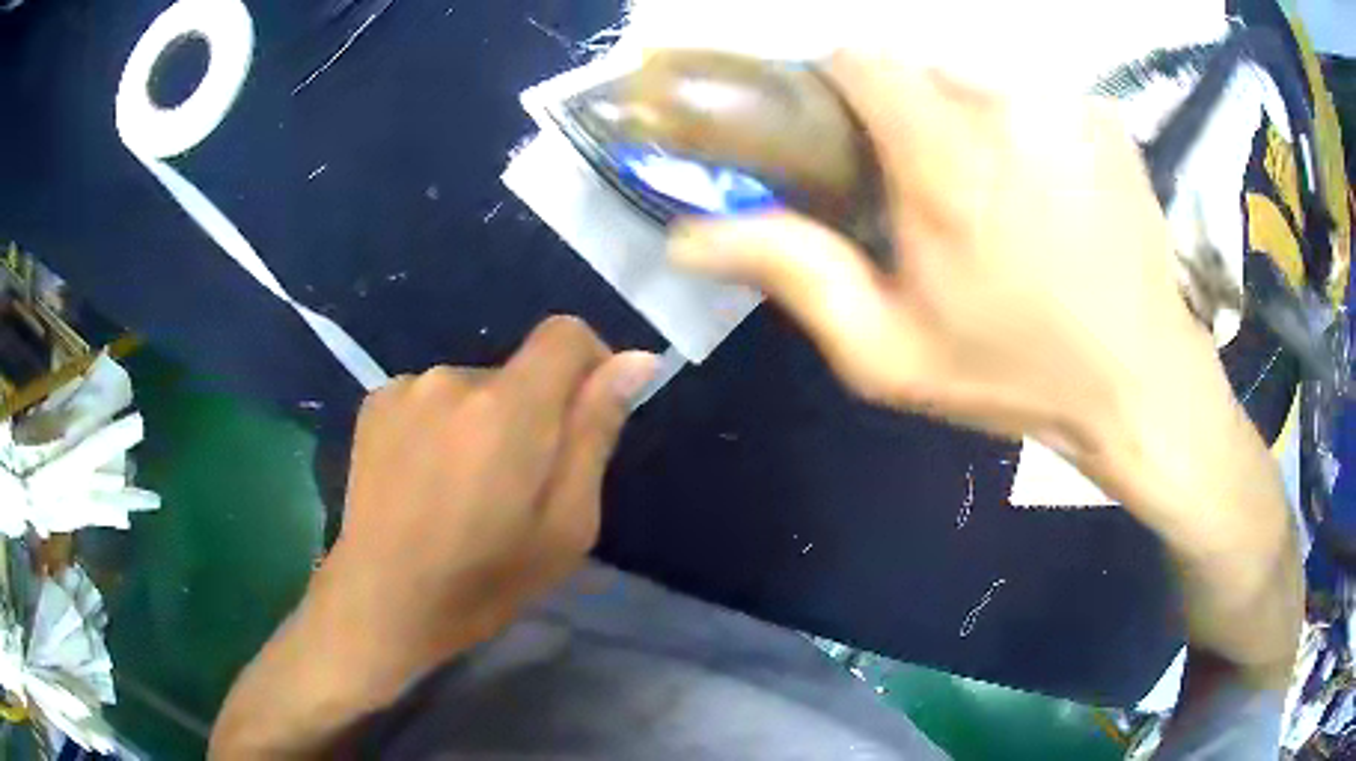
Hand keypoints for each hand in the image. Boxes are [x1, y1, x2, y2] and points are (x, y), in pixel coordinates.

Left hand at [210, 317, 655, 758]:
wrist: (382, 601)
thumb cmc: (484, 580)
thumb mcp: (566, 524)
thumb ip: (595, 432)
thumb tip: (636, 361)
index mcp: (509, 408)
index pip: (566, 335)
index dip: (590, 366)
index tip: (585, 421)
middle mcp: (454, 378)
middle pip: (519, 371)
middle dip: (533, 414)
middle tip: (516, 487)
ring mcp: (407, 386)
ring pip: (474, 388)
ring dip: (483, 423)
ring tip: (464, 489)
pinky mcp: (376, 401)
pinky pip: (432, 398)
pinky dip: (442, 426)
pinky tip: (425, 479)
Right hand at [671, 54, 1299, 688]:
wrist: (1140, 381)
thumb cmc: (1016, 375)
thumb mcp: (889, 353)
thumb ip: (792, 275)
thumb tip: (687, 235)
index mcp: (947, 160)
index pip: (860, 57)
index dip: (839, 87)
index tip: (849, 136)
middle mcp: (1009, 107)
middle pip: (919, 67)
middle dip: (907, 114)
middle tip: (928, 189)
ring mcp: (1067, 104)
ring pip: (978, 78)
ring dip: (967, 122)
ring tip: (995, 197)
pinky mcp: (1105, 114)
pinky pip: (1034, 96)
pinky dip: (1024, 128)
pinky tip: (1048, 192)